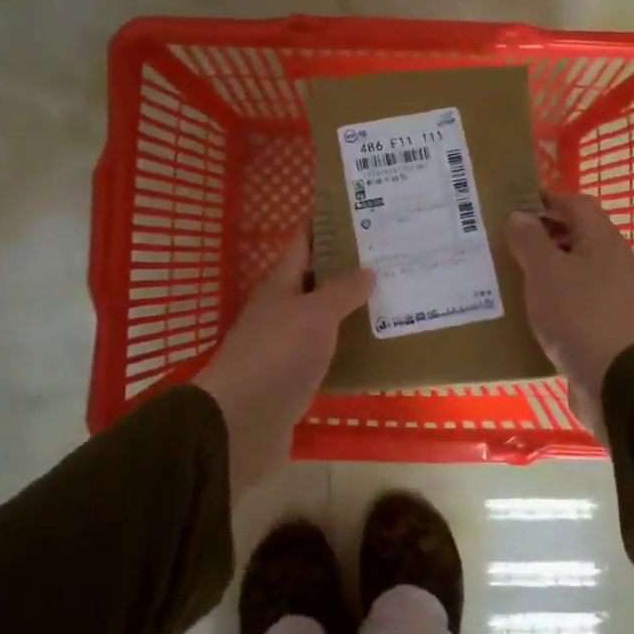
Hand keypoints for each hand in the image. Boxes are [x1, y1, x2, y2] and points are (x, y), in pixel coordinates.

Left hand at [194, 230, 373, 503]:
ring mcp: (285, 346)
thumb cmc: (278, 354)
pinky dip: (347, 347)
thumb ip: (341, 291)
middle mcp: (280, 310)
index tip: (357, 211)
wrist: (242, 422)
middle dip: (347, 268)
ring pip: (322, 319)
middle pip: (315, 281)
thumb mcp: (315, 314)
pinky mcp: (293, 379)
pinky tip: (374, 348)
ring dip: (350, 309)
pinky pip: (326, 354)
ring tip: (391, 298)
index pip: (302, 243)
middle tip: (390, 257)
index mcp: (280, 285)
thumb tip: (367, 270)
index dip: (324, 225)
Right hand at [506, 191, 633, 441]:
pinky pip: (576, 296)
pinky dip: (554, 294)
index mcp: (602, 239)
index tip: (512, 206)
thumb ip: (529, 239)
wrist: (614, 380)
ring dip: (545, 266)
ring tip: (510, 273)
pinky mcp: (606, 322)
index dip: (545, 199)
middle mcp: (613, 260)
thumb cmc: (577, 315)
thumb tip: (519, 215)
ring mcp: (613, 293)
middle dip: (541, 234)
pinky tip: (530, 307)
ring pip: (574, 267)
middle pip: (575, 234)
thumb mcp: (544, 271)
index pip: (575, 203)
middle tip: (504, 240)